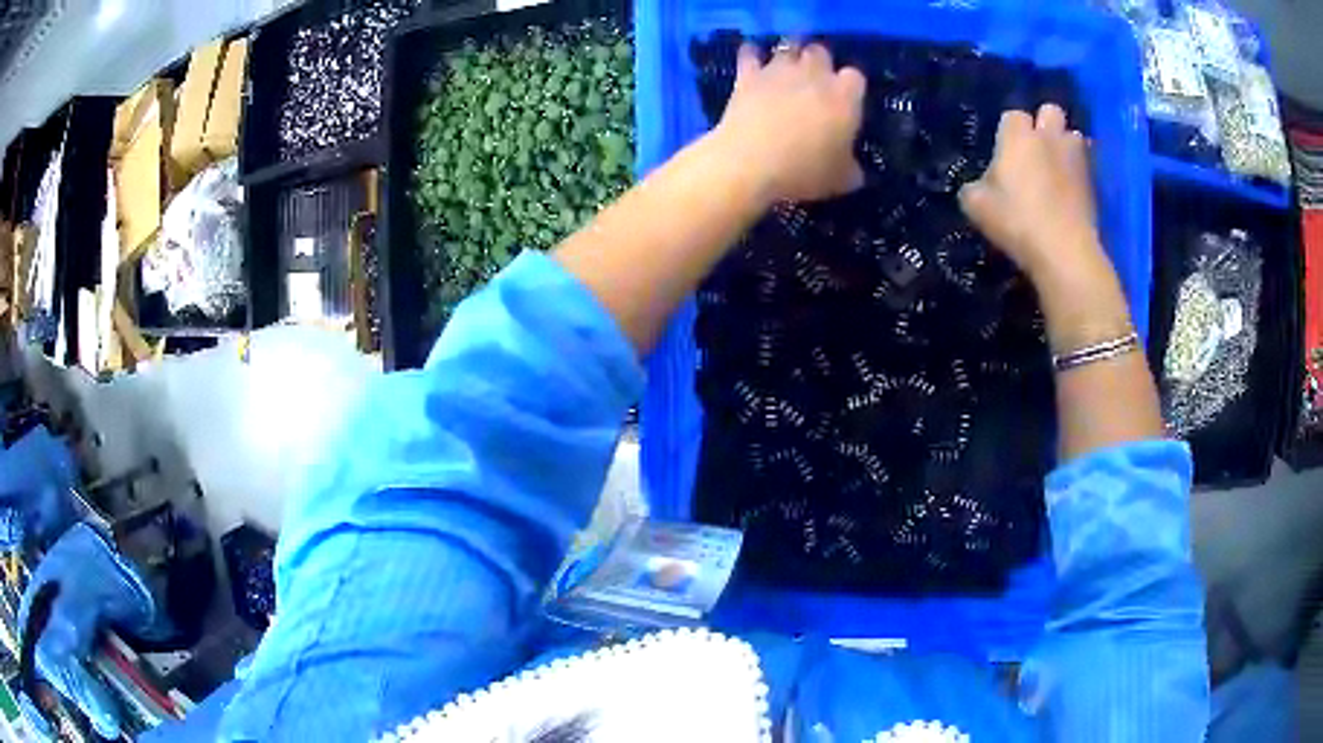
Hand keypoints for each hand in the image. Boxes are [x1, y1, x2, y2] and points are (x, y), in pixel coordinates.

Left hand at [712, 41, 865, 203]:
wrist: (751, 162)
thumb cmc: (804, 170)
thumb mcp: (840, 180)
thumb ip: (851, 169)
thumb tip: (855, 172)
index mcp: (845, 97)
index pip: (856, 78)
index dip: (851, 87)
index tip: (846, 101)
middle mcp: (815, 74)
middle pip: (821, 52)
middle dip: (820, 63)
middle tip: (815, 83)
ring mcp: (780, 70)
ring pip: (789, 48)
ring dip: (790, 56)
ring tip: (787, 72)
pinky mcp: (748, 74)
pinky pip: (750, 53)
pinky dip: (752, 55)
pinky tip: (753, 63)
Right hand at [958, 104, 1102, 279]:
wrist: (1064, 251)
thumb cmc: (1016, 221)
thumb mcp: (976, 206)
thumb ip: (975, 187)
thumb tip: (982, 185)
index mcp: (1018, 136)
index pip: (1013, 116)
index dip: (1009, 132)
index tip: (1006, 154)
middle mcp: (1048, 137)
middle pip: (1051, 111)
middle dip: (1045, 124)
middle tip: (1037, 150)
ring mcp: (1076, 158)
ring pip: (1074, 136)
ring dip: (1066, 146)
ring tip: (1059, 169)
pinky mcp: (1094, 183)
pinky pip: (1086, 166)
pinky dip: (1079, 173)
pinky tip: (1071, 192)